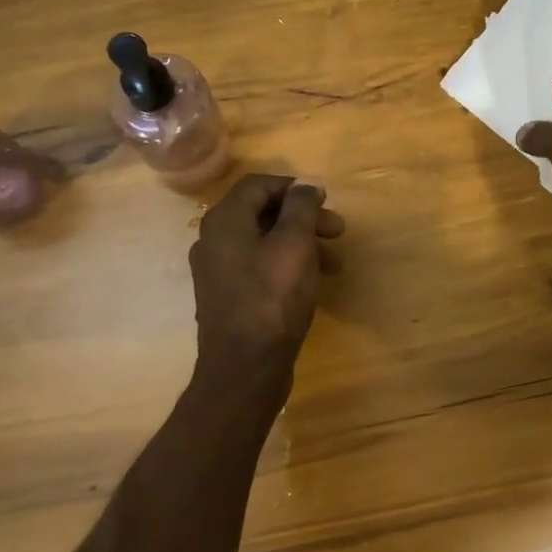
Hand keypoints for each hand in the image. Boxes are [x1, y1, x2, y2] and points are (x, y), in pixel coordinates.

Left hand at [190, 173, 343, 372]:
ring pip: (263, 243)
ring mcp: (218, 272)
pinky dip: (287, 266)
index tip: (326, 201)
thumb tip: (305, 183)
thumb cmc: (272, 298)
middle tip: (338, 231)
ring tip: (335, 262)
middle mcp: (214, 241)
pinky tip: (311, 283)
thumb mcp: (294, 244)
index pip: (258, 185)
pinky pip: (259, 268)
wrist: (245, 367)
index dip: (295, 188)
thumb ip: (300, 207)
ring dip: (301, 244)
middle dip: (303, 218)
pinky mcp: (228, 298)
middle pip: (261, 213)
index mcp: (224, 221)